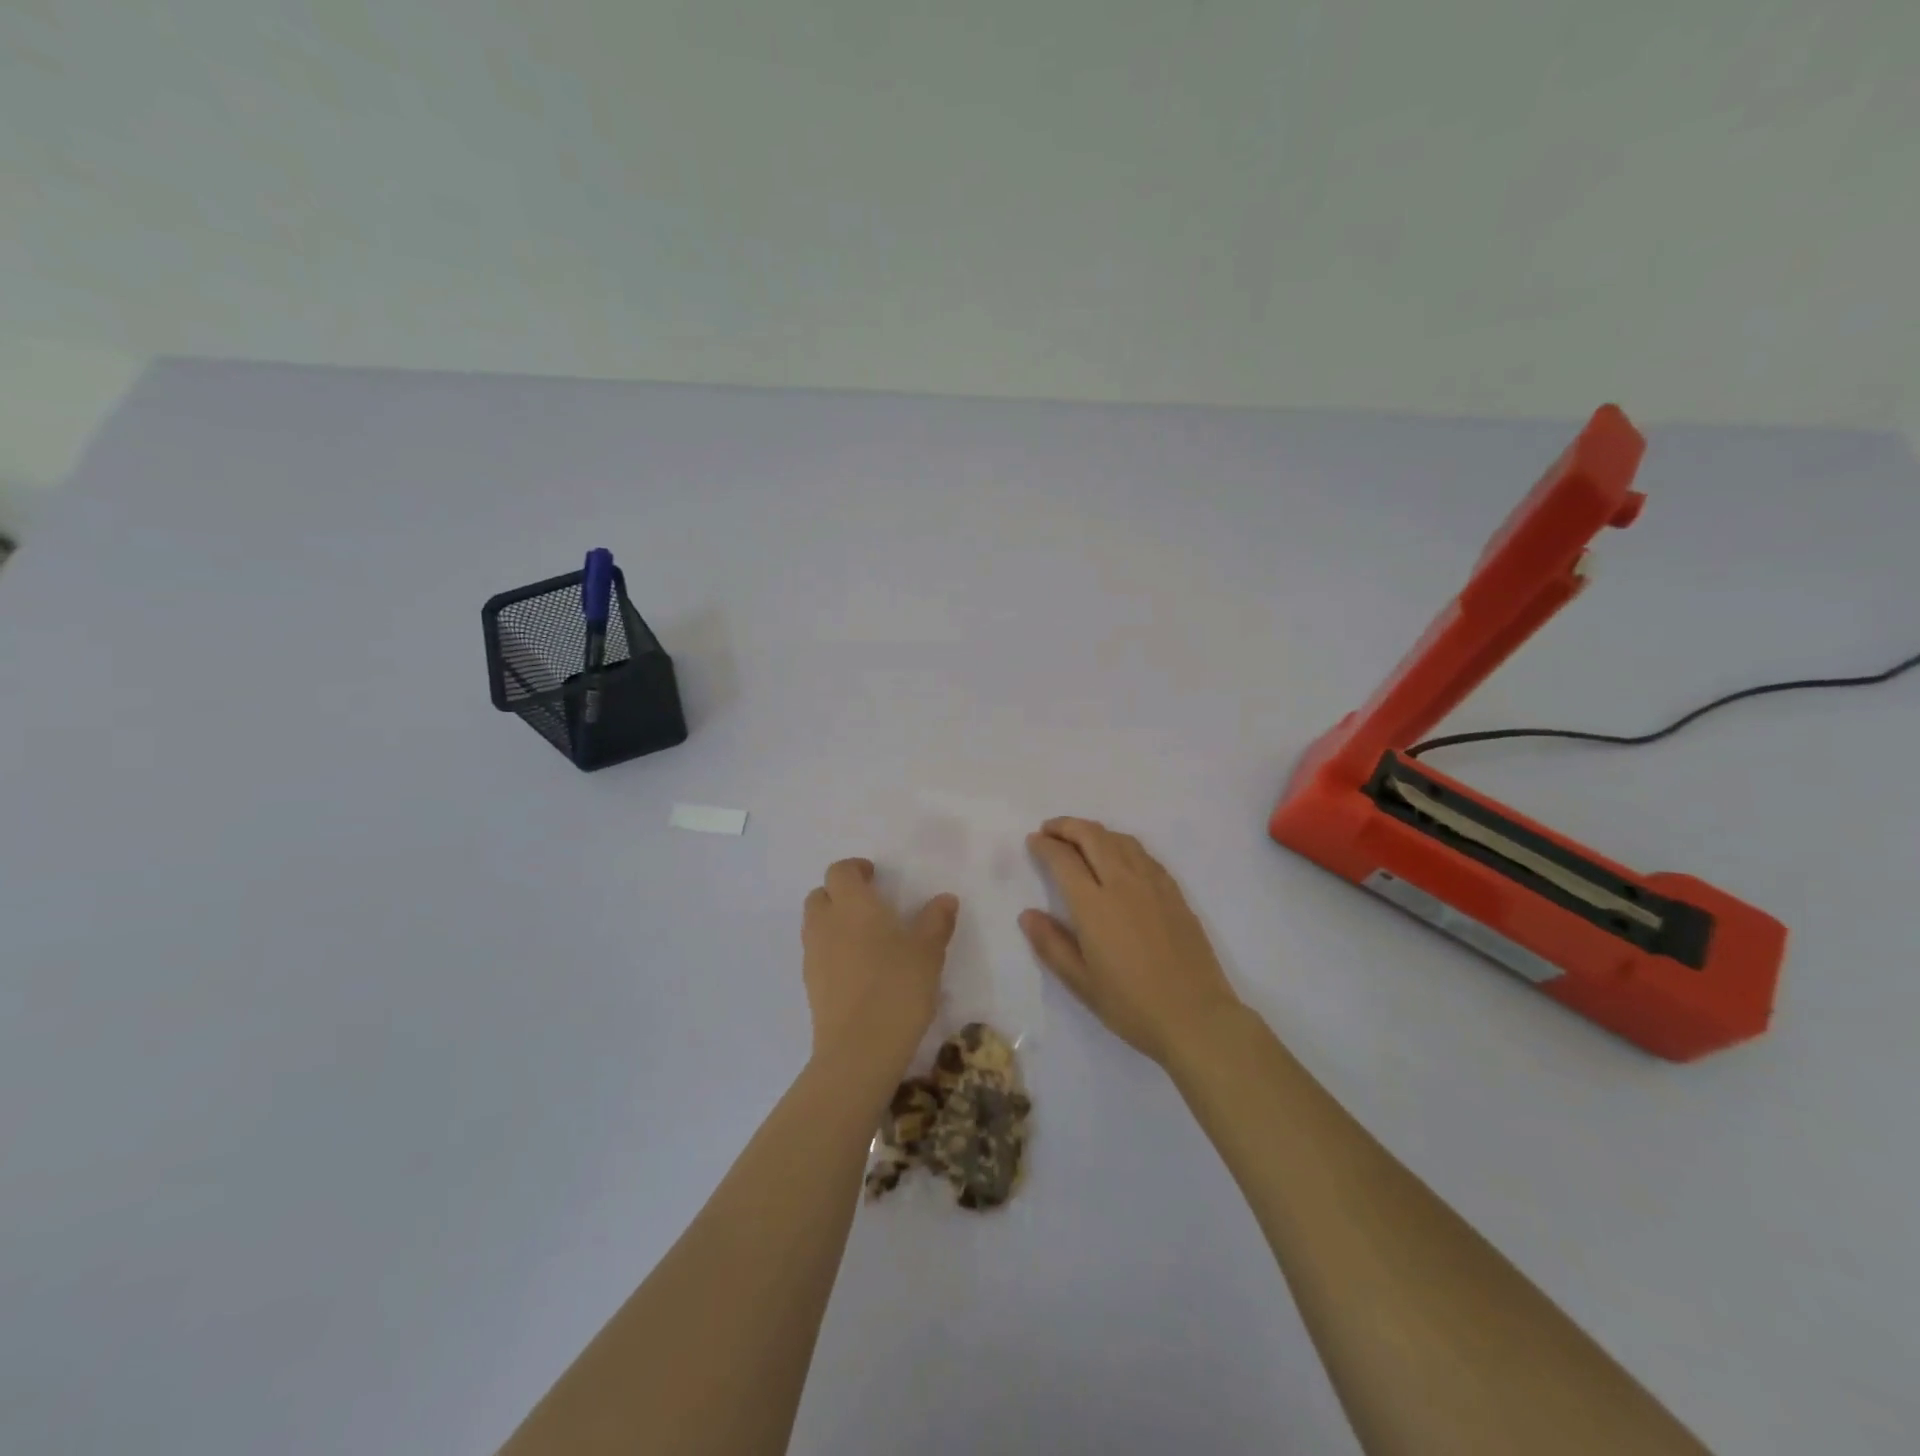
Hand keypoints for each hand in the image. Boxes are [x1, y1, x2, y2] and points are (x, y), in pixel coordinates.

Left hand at [803, 858, 958, 1078]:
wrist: (859, 1049)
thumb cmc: (897, 987)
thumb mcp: (928, 951)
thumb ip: (936, 921)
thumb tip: (945, 899)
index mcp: (852, 905)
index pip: (840, 871)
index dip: (856, 869)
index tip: (875, 876)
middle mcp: (826, 923)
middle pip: (820, 895)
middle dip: (840, 894)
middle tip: (869, 905)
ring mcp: (813, 955)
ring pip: (815, 924)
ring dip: (834, 921)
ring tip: (865, 938)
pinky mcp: (810, 985)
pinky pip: (817, 953)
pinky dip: (832, 950)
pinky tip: (858, 969)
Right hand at [1022, 818, 1242, 1065]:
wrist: (1196, 1017)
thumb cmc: (1132, 1005)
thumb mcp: (1081, 983)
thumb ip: (1051, 944)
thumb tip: (1027, 914)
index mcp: (1095, 906)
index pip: (1064, 860)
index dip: (1045, 846)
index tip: (1033, 840)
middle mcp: (1123, 884)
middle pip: (1092, 837)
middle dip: (1067, 826)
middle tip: (1050, 830)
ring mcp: (1153, 885)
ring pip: (1120, 840)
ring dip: (1095, 831)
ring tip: (1080, 838)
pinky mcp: (1174, 892)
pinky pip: (1143, 854)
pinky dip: (1122, 844)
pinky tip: (1119, 857)